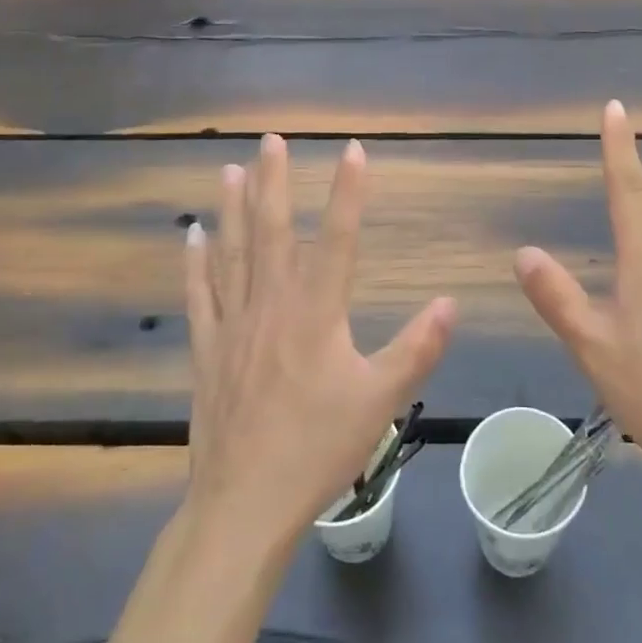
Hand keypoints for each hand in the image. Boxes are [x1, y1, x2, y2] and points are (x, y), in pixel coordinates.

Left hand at [183, 135, 454, 548]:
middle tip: (273, 139)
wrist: (244, 503)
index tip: (353, 149)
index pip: (337, 238)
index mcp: (316, 313)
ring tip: (232, 169)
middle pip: (272, 231)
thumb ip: (416, 349)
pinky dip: (195, 262)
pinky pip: (199, 294)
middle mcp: (271, 305)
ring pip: (232, 253)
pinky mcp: (207, 349)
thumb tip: (448, 302)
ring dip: (233, 208)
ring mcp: (233, 325)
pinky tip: (193, 235)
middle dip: (275, 181)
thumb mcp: (380, 401)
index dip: (347, 191)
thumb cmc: (317, 449)